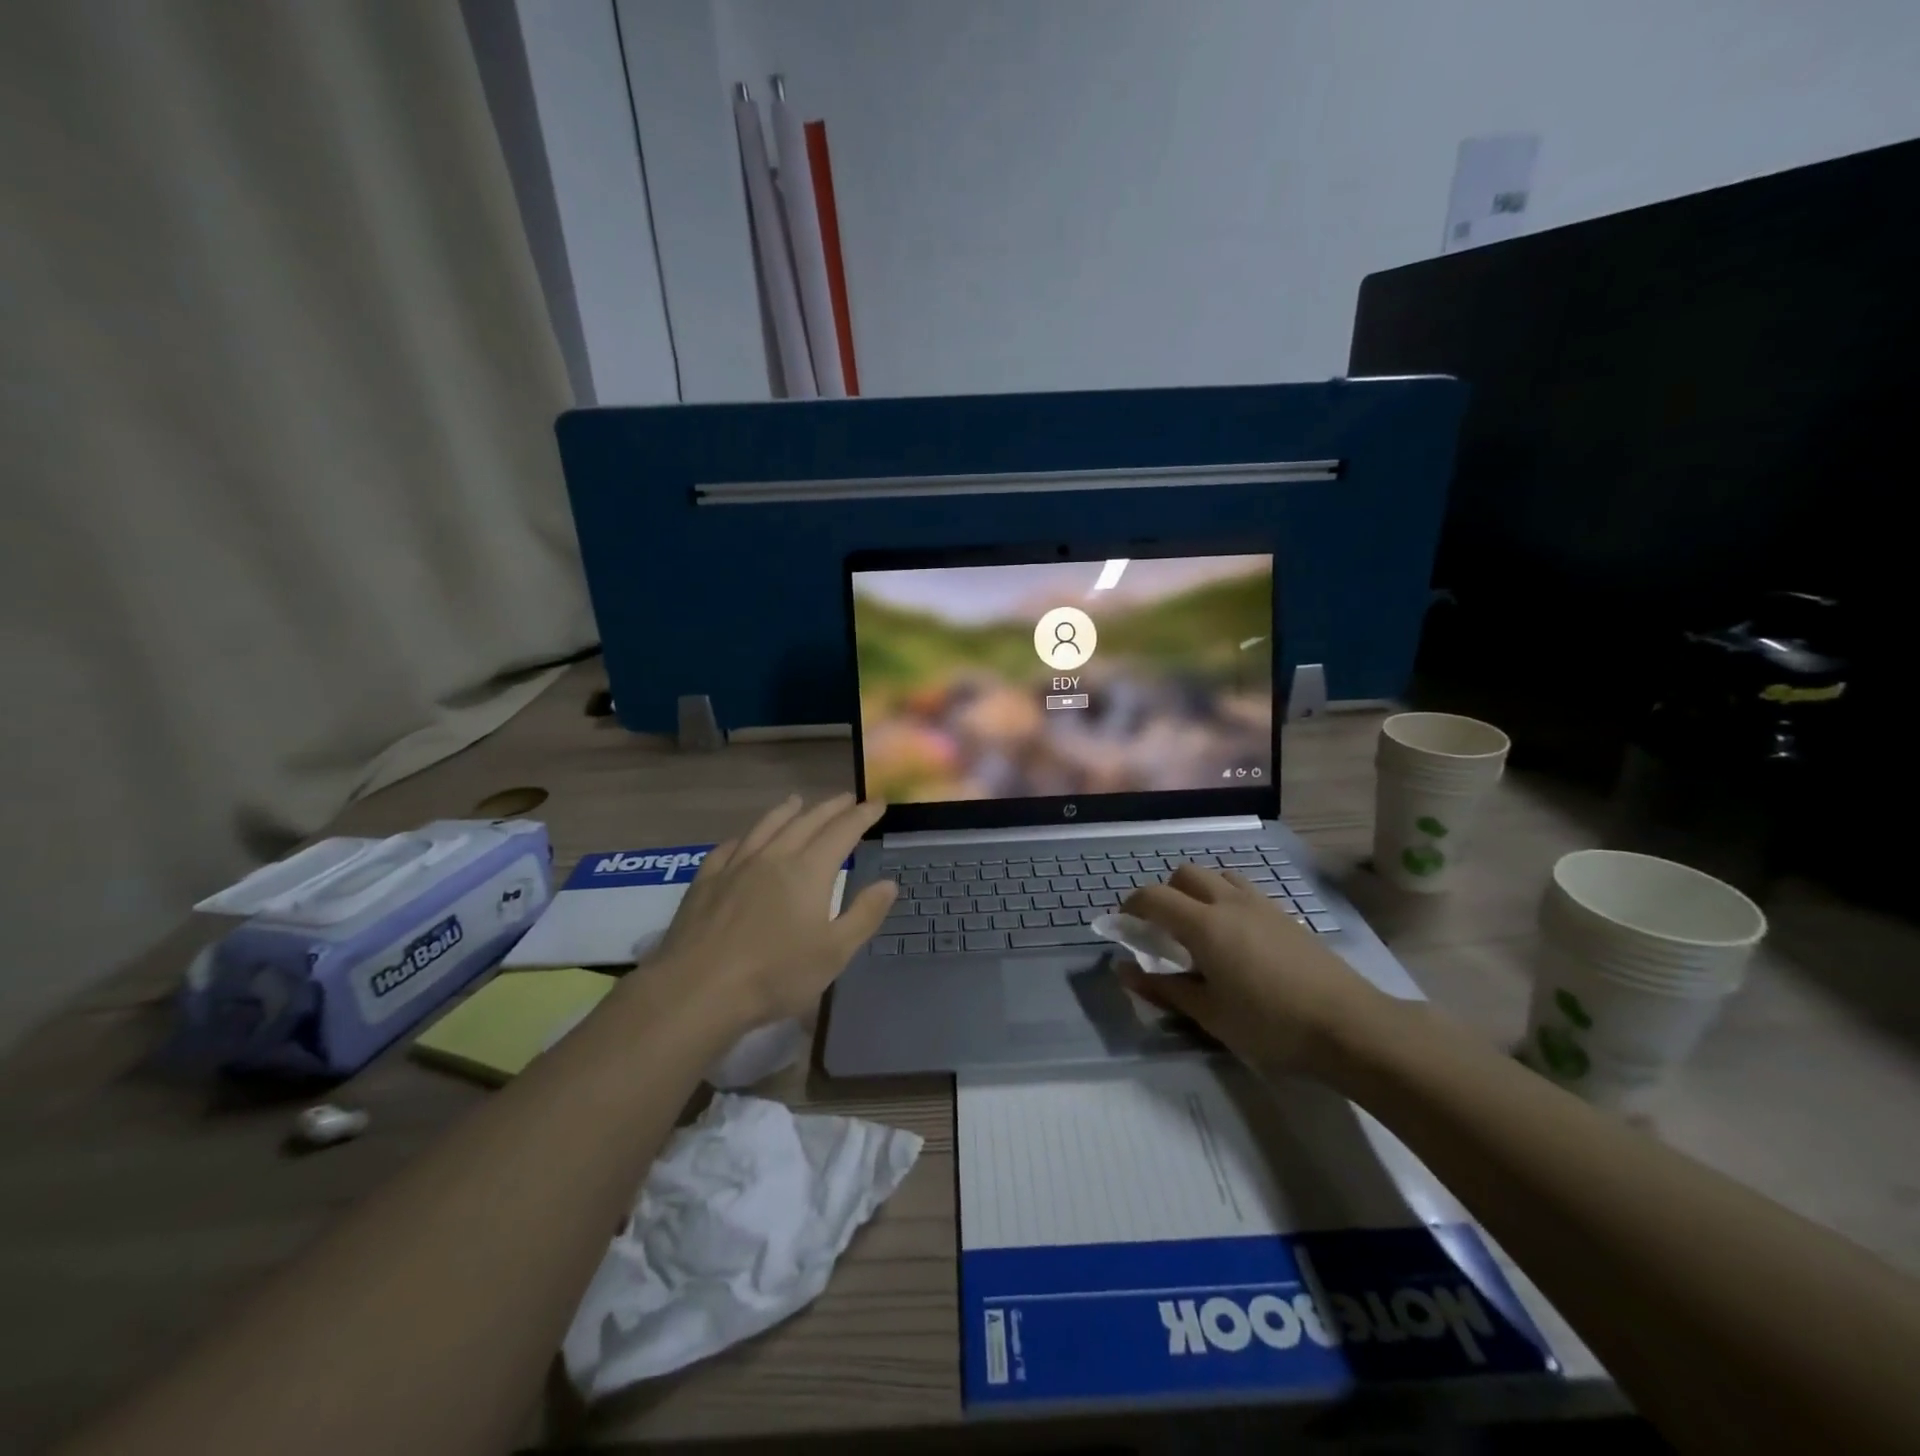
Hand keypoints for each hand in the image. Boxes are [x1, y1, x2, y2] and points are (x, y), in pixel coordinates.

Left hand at [648, 794, 896, 1033]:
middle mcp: (774, 857)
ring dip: (786, 811)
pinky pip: (729, 848)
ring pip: (766, 827)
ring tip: (797, 800)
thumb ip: (864, 915)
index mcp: (809, 871)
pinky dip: (744, 837)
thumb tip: (889, 883)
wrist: (698, 989)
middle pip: (807, 822)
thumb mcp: (834, 953)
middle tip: (846, 798)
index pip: (843, 831)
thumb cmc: (775, 975)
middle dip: (830, 808)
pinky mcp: (705, 881)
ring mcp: (735, 866)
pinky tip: (744, 839)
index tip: (877, 803)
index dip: (862, 815)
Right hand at [1119, 865, 1392, 1074]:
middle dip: (1164, 893)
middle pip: (1184, 874)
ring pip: (1217, 875)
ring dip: (1197, 891)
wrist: (1349, 1025)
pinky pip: (1243, 889)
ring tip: (1199, 927)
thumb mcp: (1209, 1014)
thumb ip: (1163, 988)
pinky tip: (1236, 936)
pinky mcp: (1285, 914)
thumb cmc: (1270, 1024)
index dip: (1131, 906)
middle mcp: (1229, 902)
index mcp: (1205, 924)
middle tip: (1162, 929)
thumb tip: (1124, 971)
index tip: (1124, 926)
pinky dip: (1225, 898)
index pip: (1154, 897)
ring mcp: (1261, 904)